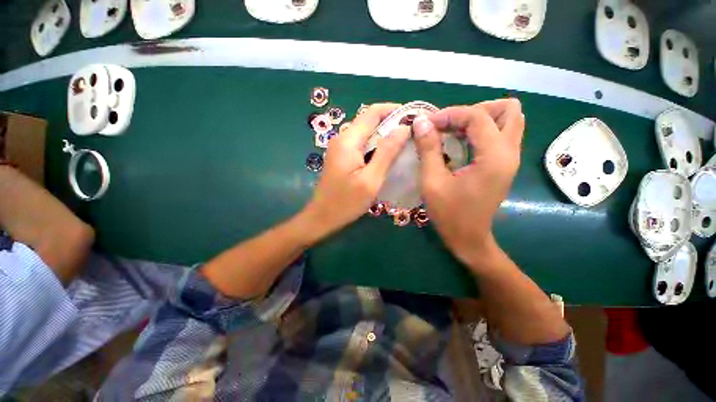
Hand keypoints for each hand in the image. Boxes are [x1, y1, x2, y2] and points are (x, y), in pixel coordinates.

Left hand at [303, 103, 410, 240]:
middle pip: (369, 120)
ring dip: (384, 134)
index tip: (413, 116)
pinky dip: (376, 145)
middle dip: (391, 122)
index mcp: (348, 141)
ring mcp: (340, 147)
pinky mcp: (341, 156)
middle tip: (412, 132)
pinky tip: (387, 154)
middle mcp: (342, 138)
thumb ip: (386, 153)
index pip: (373, 112)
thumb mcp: (371, 180)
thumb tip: (403, 128)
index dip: (394, 110)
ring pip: (366, 132)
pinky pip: (361, 143)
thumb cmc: (347, 202)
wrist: (323, 217)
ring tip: (404, 142)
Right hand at [413, 99, 524, 270]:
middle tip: (449, 125)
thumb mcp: (432, 181)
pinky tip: (460, 142)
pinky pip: (501, 133)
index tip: (427, 124)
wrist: (468, 238)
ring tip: (454, 131)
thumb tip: (420, 121)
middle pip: (507, 109)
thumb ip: (428, 148)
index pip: (478, 116)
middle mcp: (510, 152)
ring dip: (480, 118)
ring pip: (508, 119)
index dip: (450, 114)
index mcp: (494, 157)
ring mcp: (510, 158)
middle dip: (474, 111)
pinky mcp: (505, 164)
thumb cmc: (449, 213)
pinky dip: (481, 130)